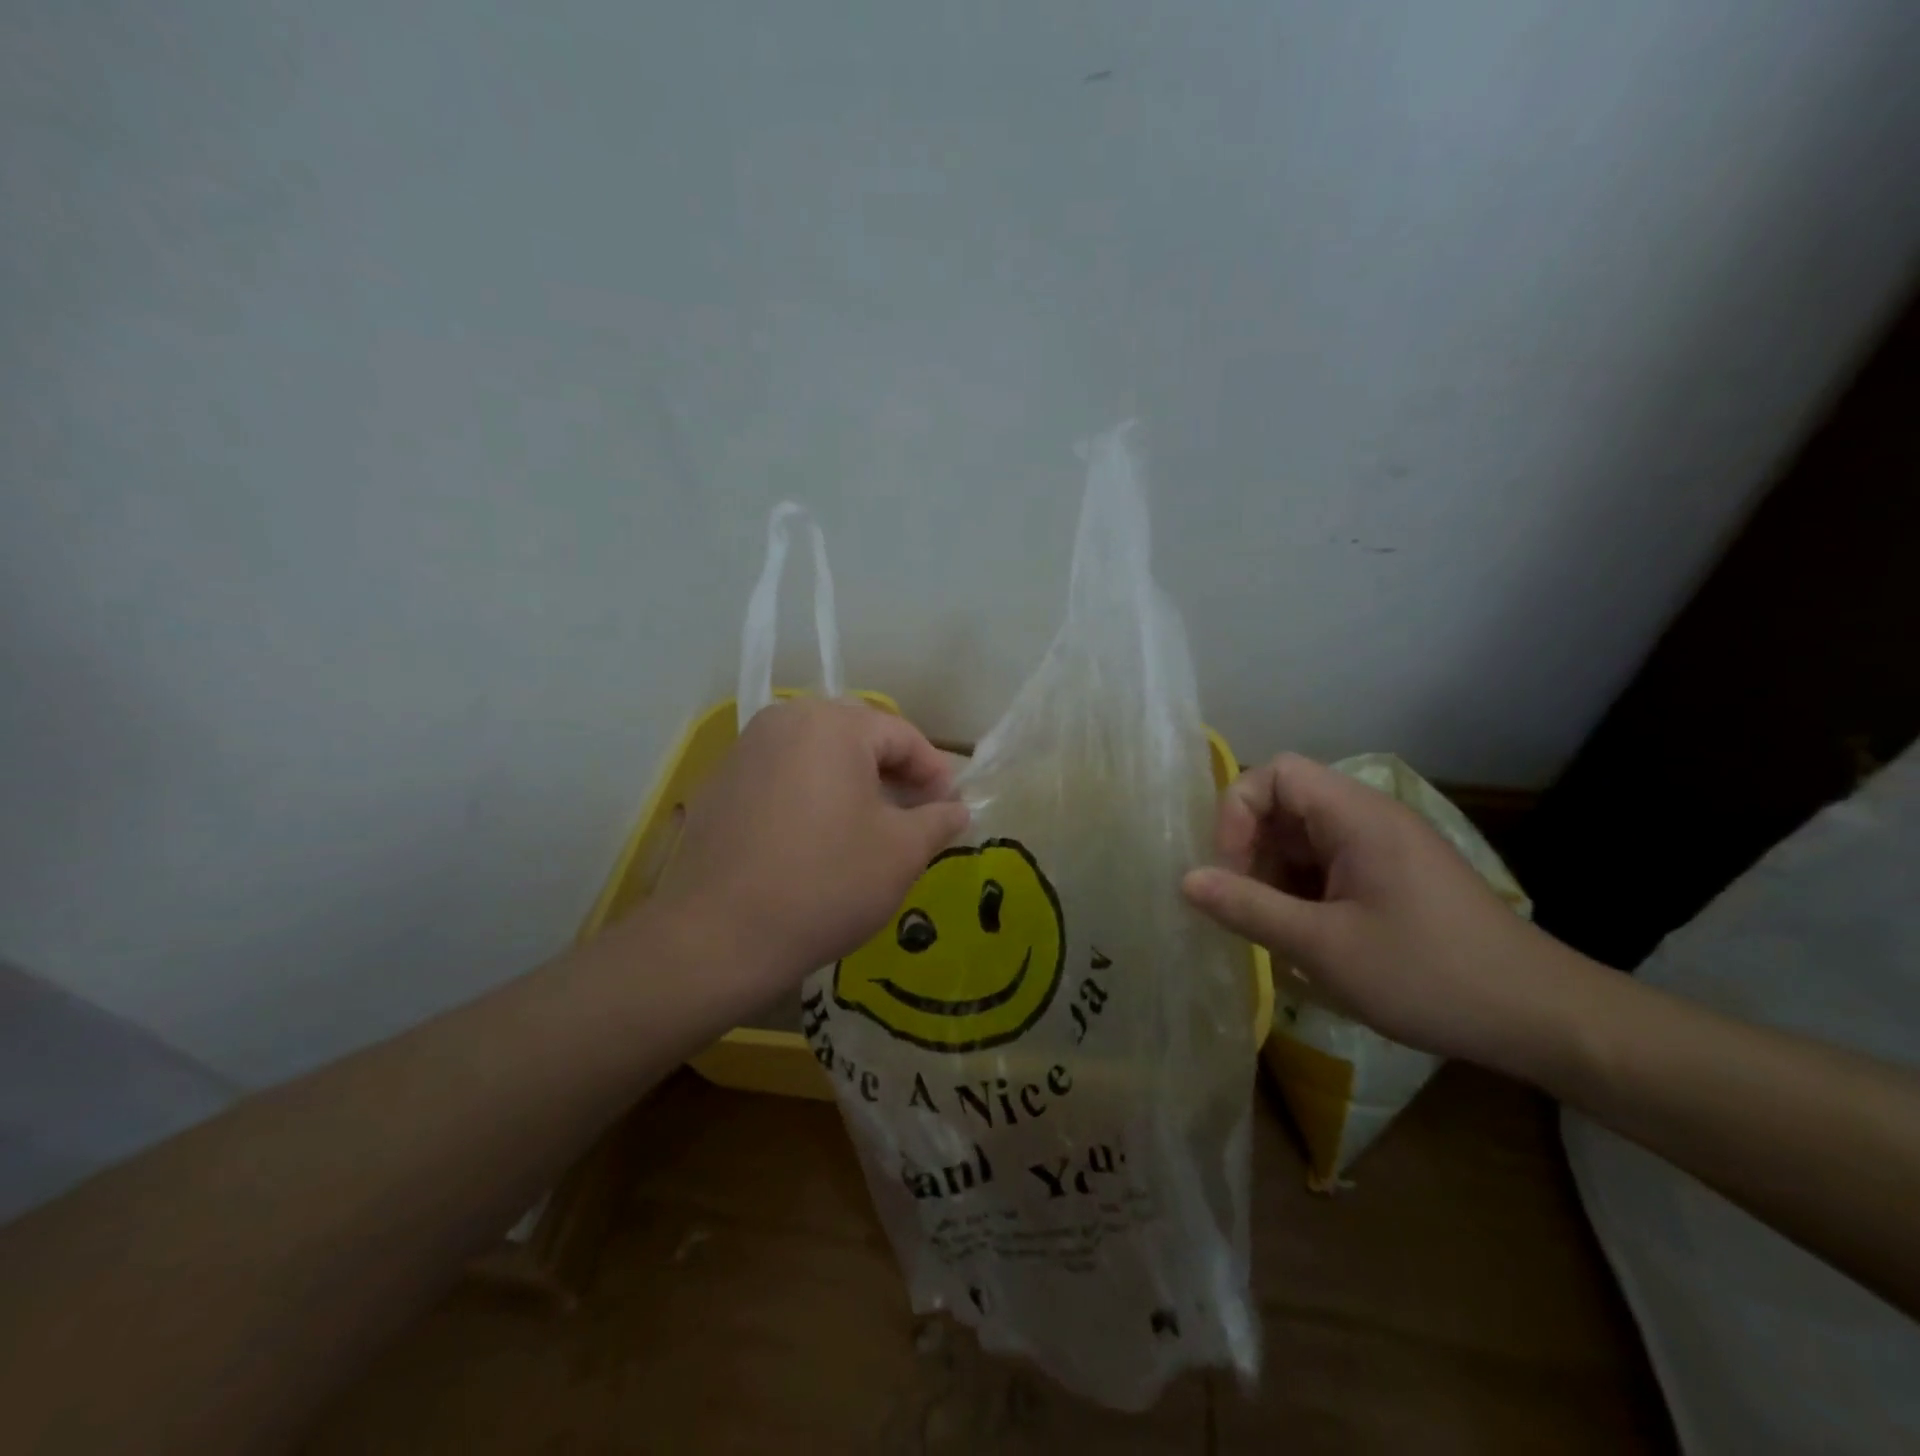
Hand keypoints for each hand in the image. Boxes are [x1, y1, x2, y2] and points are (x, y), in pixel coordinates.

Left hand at [649, 700, 969, 1006]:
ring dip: (852, 781)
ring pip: (817, 754)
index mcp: (832, 724)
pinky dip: (811, 793)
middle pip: (857, 736)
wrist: (716, 937)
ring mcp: (745, 750)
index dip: (935, 771)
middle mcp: (784, 720)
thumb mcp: (901, 853)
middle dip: (893, 772)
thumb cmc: (825, 884)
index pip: (902, 735)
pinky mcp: (720, 784)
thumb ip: (938, 820)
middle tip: (914, 814)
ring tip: (871, 826)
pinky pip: (783, 774)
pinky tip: (818, 837)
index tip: (951, 809)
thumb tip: (957, 809)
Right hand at [1181, 753, 1582, 1072]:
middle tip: (1242, 905)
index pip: (1276, 773)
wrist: (1543, 1018)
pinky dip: (1301, 892)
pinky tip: (1304, 937)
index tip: (1230, 868)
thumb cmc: (1429, 975)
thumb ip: (1248, 908)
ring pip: (1303, 839)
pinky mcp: (1393, 877)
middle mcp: (1370, 819)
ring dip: (1274, 875)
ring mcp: (1385, 848)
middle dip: (1251, 850)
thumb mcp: (1324, 947)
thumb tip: (1186, 880)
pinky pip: (1328, 866)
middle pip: (1285, 805)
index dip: (1238, 810)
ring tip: (1271, 929)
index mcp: (1357, 816)